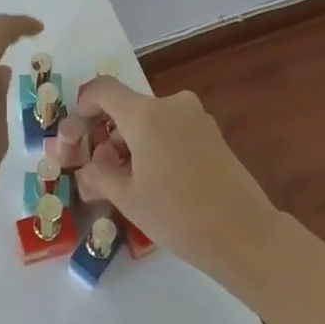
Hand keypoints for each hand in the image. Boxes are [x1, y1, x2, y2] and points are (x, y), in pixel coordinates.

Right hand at [74, 76, 279, 273]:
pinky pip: (172, 128)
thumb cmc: (178, 215)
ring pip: (151, 119)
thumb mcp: (128, 198)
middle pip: (128, 107)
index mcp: (145, 114)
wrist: (245, 234)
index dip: (85, 103)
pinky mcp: (212, 132)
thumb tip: (86, 168)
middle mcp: (171, 105)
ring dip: (133, 141)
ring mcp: (196, 117)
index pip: (103, 89)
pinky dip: (156, 144)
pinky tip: (158, 179)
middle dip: (109, 132)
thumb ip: (99, 175)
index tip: (80, 130)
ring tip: (129, 180)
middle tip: (100, 168)